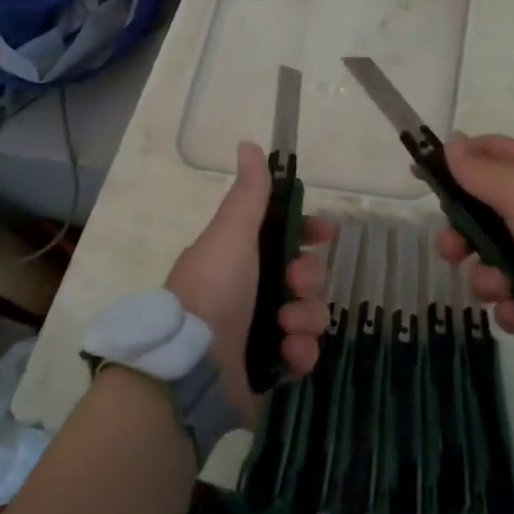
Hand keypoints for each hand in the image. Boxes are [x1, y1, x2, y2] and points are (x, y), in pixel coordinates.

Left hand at [166, 141, 332, 422]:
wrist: (188, 370)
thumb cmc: (212, 290)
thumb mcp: (231, 235)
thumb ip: (249, 194)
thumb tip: (249, 143)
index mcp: (241, 256)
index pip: (286, 235)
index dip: (309, 231)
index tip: (325, 232)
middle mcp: (253, 289)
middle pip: (307, 274)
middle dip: (309, 278)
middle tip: (293, 286)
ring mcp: (262, 329)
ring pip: (312, 312)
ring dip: (306, 317)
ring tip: (285, 327)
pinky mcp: (270, 366)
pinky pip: (304, 352)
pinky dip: (300, 352)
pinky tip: (286, 353)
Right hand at [434, 133, 513, 347]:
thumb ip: (481, 170)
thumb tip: (453, 141)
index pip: (488, 158)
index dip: (454, 165)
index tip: (422, 179)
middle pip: (483, 221)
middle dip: (461, 237)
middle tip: (452, 251)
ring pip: (497, 266)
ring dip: (487, 280)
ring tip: (500, 288)